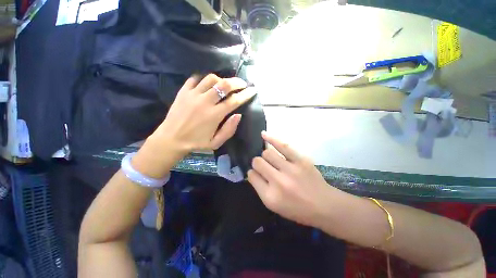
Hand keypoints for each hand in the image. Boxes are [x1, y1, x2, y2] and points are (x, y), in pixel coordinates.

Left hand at [134, 74, 255, 177]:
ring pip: (211, 78)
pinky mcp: (183, 92)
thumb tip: (238, 115)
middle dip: (237, 82)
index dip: (246, 94)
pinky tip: (207, 84)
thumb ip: (229, 130)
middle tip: (242, 83)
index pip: (234, 101)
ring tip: (225, 84)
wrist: (171, 139)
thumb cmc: (196, 143)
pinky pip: (195, 78)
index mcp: (215, 115)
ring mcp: (193, 95)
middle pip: (224, 85)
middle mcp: (205, 102)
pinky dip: (204, 79)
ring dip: (221, 79)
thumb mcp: (216, 143)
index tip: (253, 90)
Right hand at [248, 132, 334, 227]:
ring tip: (269, 158)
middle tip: (263, 166)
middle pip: (258, 162)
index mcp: (270, 196)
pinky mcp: (300, 160)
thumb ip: (260, 189)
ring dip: (265, 155)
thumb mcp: (274, 206)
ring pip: (267, 153)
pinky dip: (271, 138)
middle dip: (257, 163)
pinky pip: (282, 145)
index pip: (252, 176)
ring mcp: (290, 169)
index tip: (256, 173)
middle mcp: (278, 181)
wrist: (324, 205)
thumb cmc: (297, 209)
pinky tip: (263, 135)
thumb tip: (252, 172)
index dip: (252, 173)